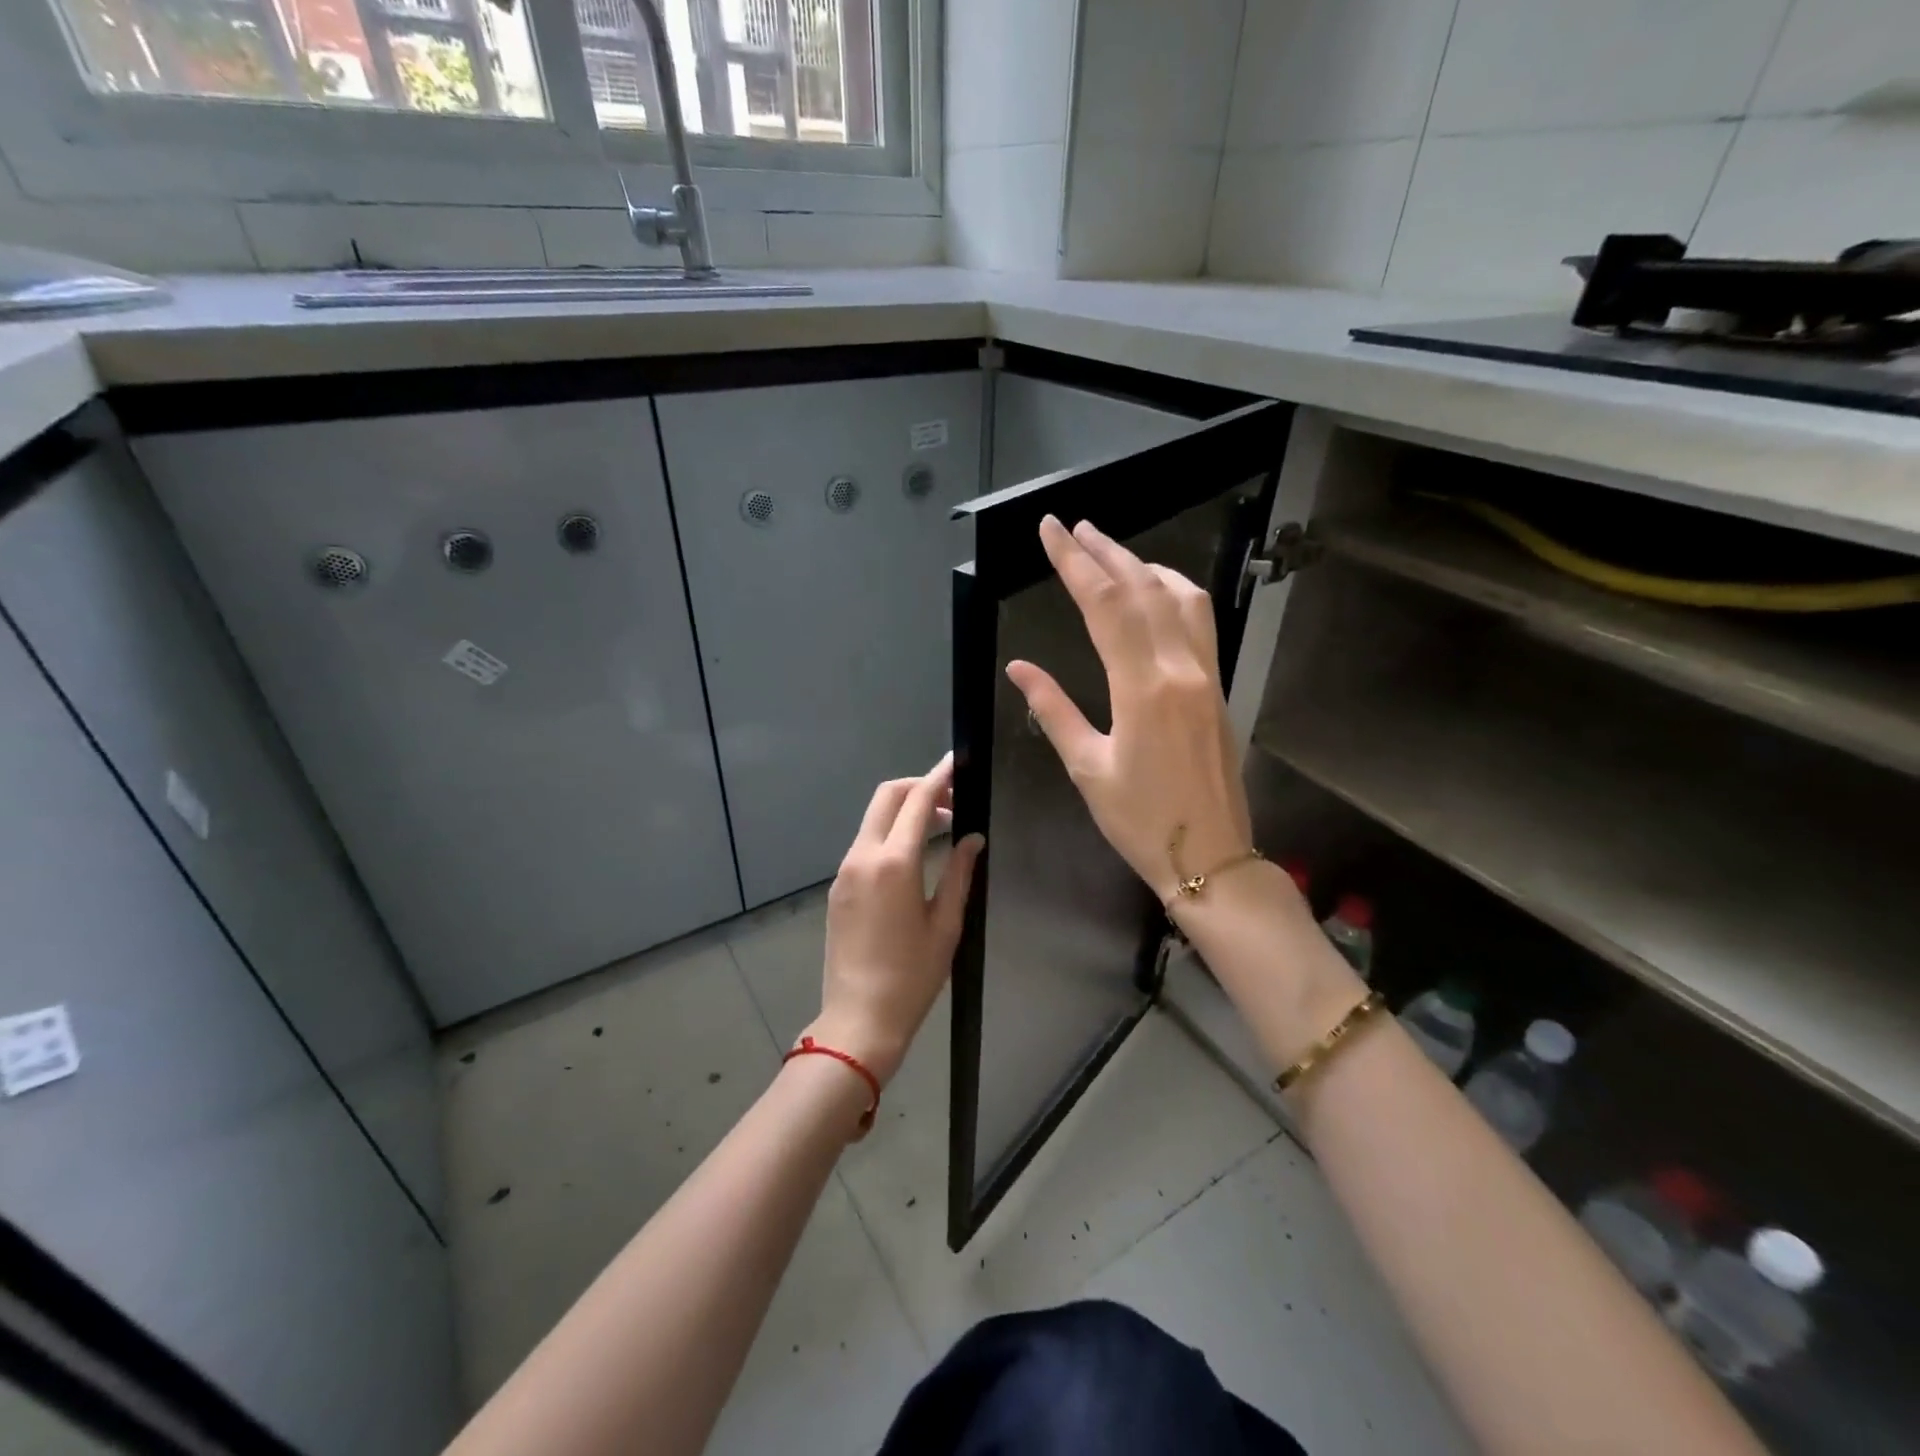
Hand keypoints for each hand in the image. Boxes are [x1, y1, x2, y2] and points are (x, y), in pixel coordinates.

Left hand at [804, 754, 983, 1087]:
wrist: (859, 1018)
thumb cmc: (912, 976)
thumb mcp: (946, 924)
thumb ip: (960, 873)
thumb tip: (973, 838)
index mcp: (894, 863)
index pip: (917, 801)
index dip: (939, 777)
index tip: (956, 762)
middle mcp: (863, 857)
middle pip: (886, 797)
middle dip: (918, 787)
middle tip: (951, 800)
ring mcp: (845, 871)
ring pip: (873, 819)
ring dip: (903, 811)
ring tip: (939, 827)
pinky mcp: (838, 887)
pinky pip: (864, 844)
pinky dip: (889, 834)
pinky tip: (912, 856)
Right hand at [1005, 516, 1253, 906]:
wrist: (1210, 856)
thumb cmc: (1139, 820)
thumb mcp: (1086, 767)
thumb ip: (1053, 709)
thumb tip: (1019, 667)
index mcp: (1142, 687)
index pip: (1104, 605)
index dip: (1073, 562)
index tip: (1050, 531)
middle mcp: (1180, 667)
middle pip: (1141, 589)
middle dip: (1104, 551)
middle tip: (1074, 527)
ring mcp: (1206, 673)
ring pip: (1179, 597)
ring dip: (1142, 565)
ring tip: (1110, 550)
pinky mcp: (1217, 685)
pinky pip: (1199, 620)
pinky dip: (1174, 591)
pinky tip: (1156, 591)